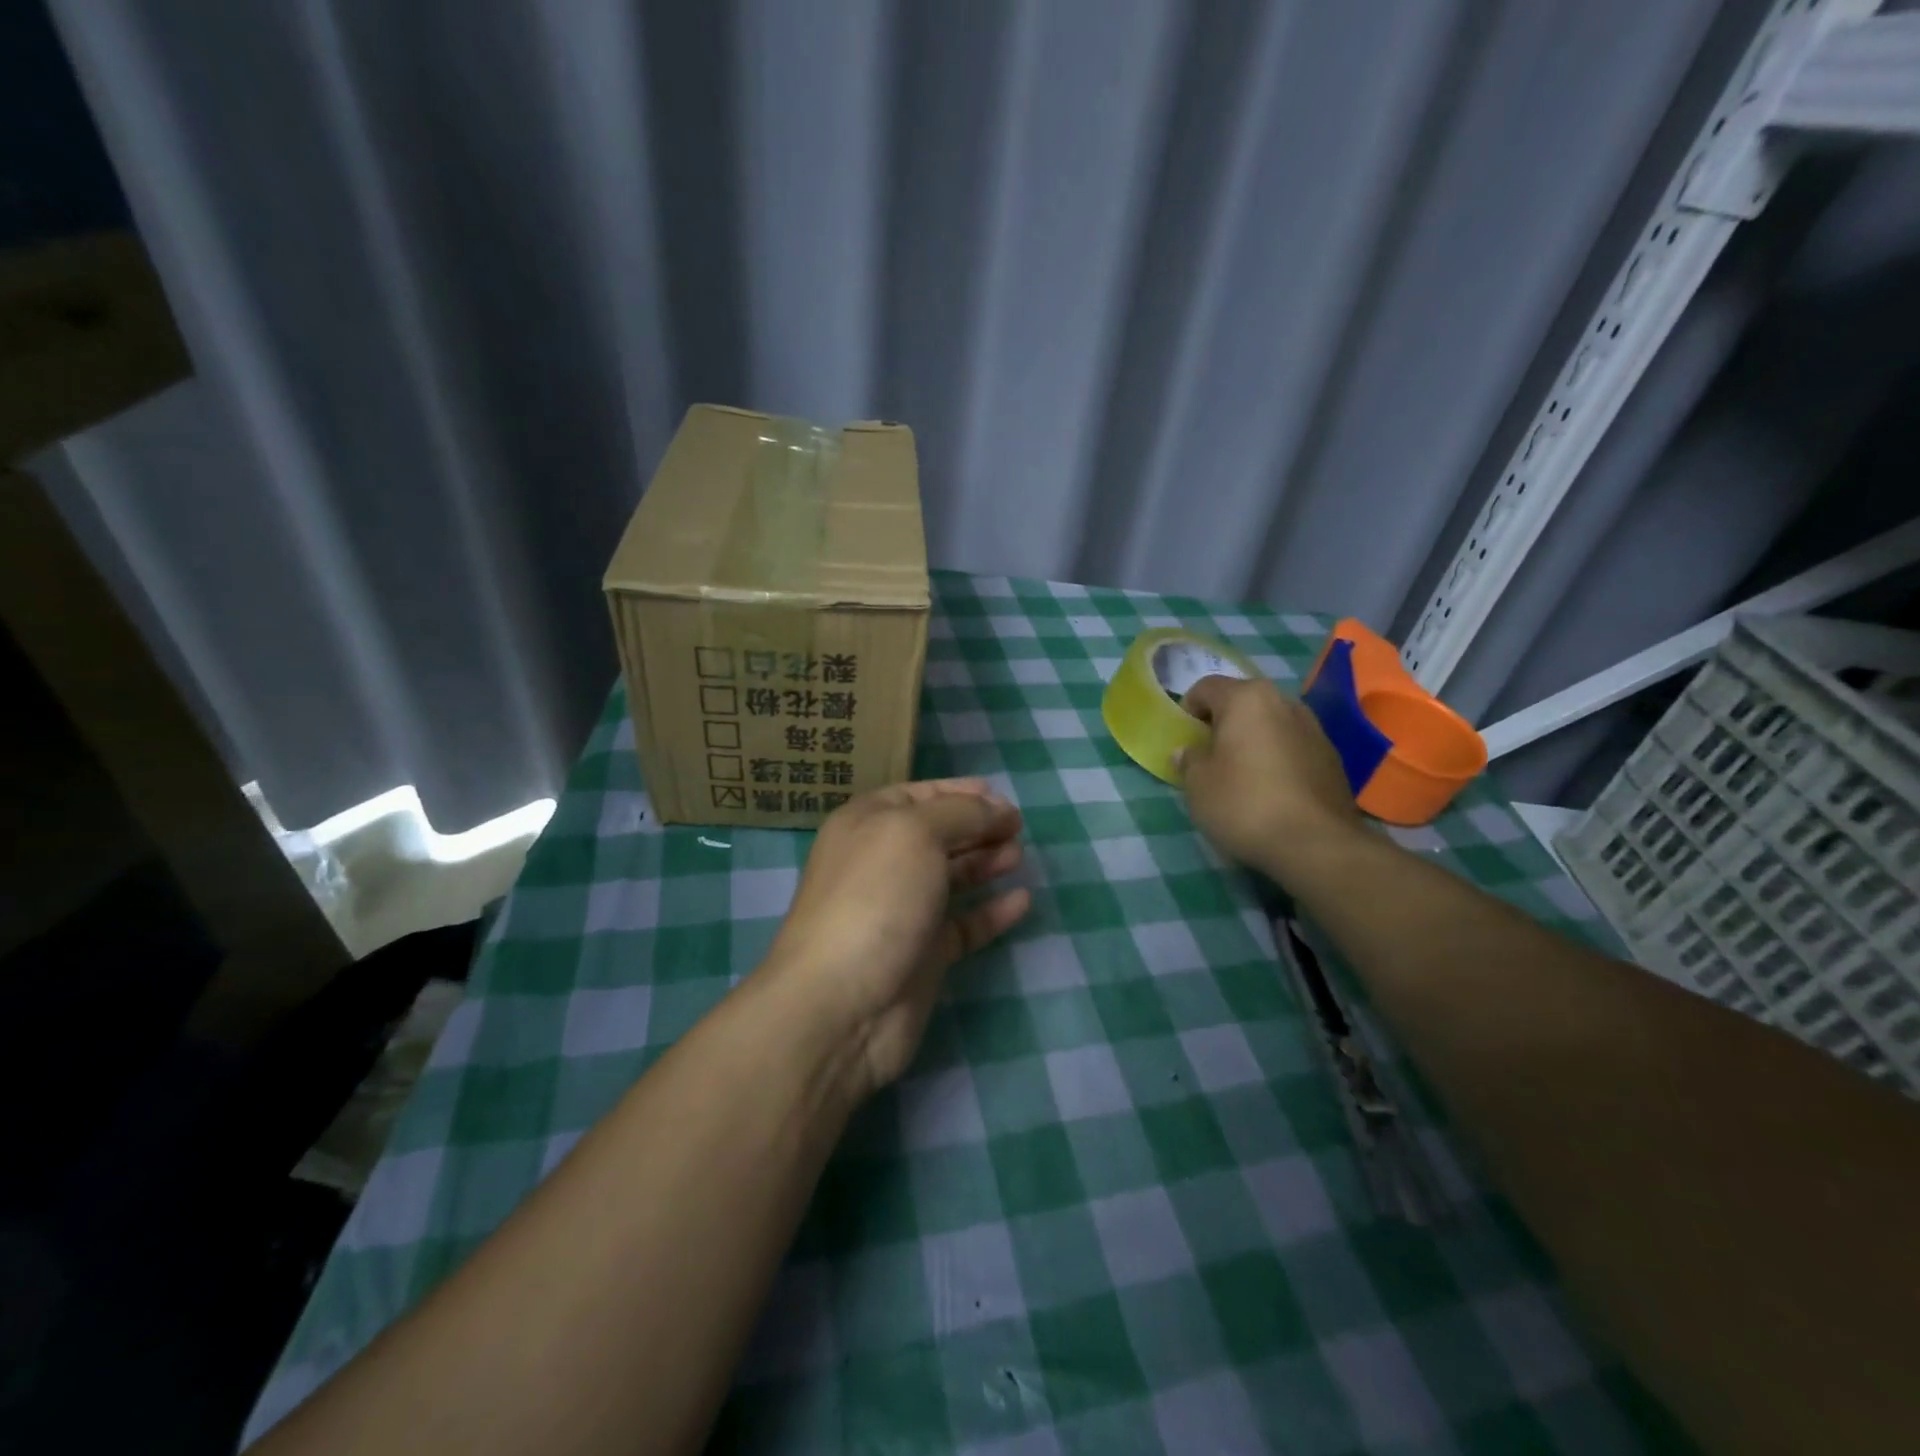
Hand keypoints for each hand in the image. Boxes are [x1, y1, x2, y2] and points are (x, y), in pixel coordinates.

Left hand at [762, 779, 1030, 1096]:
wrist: (842, 1003)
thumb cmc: (875, 898)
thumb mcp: (916, 833)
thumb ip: (962, 813)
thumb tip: (996, 808)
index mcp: (868, 824)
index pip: (918, 795)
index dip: (961, 792)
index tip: (1002, 798)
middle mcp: (882, 862)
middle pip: (938, 834)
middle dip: (978, 826)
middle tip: (1018, 827)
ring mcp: (902, 910)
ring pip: (951, 877)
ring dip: (985, 863)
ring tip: (1018, 855)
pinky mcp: (923, 954)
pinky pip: (964, 924)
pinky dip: (992, 911)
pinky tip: (1022, 901)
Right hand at [1176, 675, 1363, 877]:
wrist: (1317, 844)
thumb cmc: (1244, 804)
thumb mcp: (1197, 785)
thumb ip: (1189, 760)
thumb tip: (1190, 751)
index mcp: (1246, 698)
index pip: (1206, 687)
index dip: (1188, 709)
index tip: (1185, 739)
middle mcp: (1284, 702)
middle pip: (1243, 702)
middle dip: (1223, 723)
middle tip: (1210, 756)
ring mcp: (1314, 728)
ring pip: (1270, 724)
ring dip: (1253, 740)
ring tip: (1242, 774)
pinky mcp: (1332, 757)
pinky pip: (1292, 746)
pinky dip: (1277, 758)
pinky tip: (1271, 790)